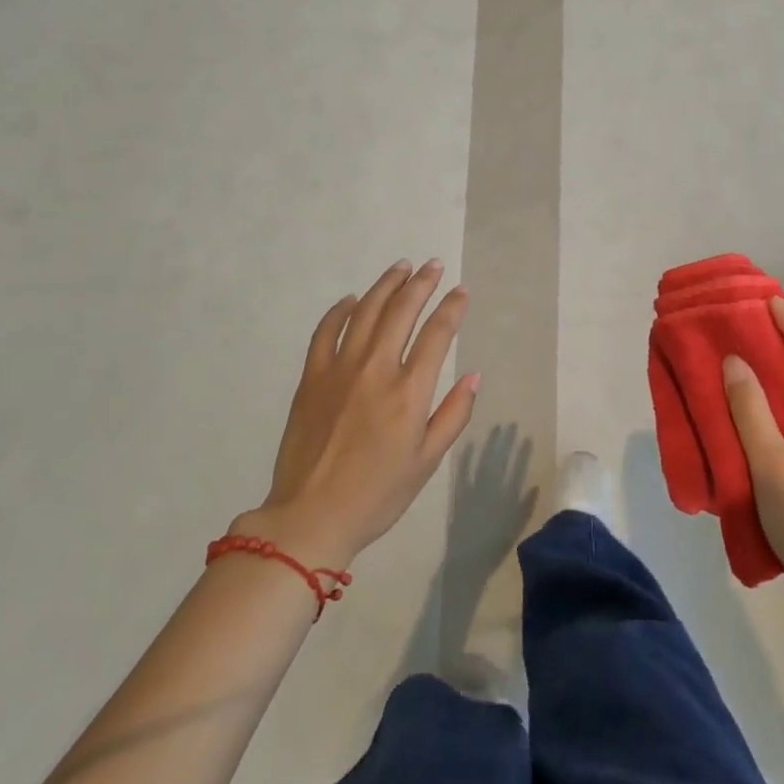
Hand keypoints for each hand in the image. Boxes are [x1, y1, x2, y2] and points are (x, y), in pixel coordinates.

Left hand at [236, 260, 477, 567]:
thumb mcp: (427, 462)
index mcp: (409, 392)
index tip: (461, 291)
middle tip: (433, 265)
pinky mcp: (311, 377)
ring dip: (386, 285)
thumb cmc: (377, 494)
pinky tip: (351, 300)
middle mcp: (376, 369)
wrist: (310, 517)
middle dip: (422, 283)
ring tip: (400, 268)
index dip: (452, 307)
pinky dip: (340, 311)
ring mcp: (339, 369)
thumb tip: (473, 376)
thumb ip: (453, 415)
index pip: (437, 334)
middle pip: (402, 311)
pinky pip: (326, 331)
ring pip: (366, 312)